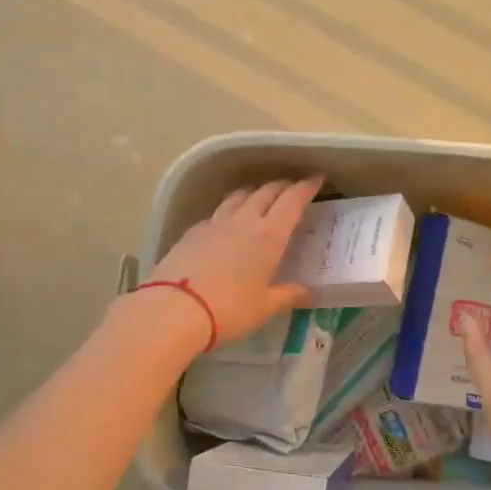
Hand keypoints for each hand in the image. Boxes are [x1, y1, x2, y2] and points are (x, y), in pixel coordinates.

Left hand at [147, 177, 322, 345]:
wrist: (173, 310)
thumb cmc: (229, 310)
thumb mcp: (264, 307)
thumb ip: (288, 295)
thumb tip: (310, 293)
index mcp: (269, 236)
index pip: (292, 200)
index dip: (306, 187)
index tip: (316, 179)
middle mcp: (244, 221)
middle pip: (266, 192)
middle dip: (282, 186)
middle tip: (292, 189)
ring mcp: (215, 223)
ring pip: (239, 196)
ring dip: (254, 193)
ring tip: (260, 198)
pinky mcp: (192, 231)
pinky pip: (217, 213)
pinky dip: (229, 211)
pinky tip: (227, 223)